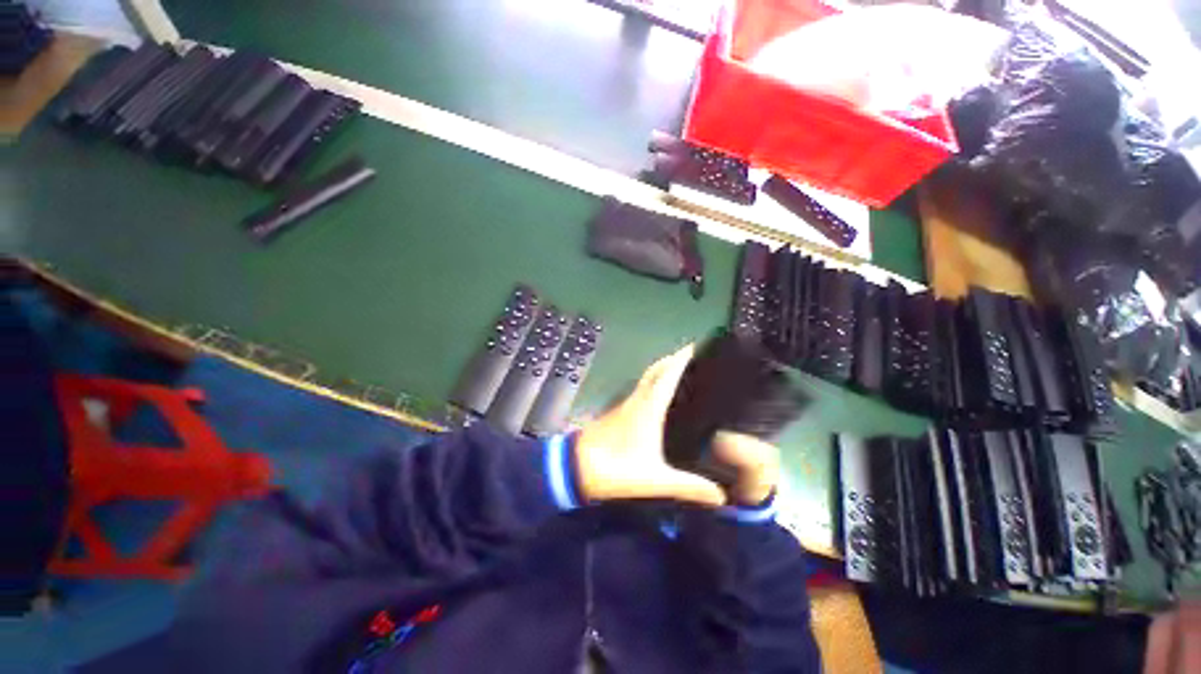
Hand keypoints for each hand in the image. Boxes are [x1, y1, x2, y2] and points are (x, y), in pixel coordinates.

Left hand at [574, 346, 781, 507]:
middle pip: (657, 370)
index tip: (698, 346)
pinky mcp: (620, 412)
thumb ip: (688, 487)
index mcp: (648, 408)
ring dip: (664, 370)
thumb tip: (722, 496)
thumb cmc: (614, 469)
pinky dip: (654, 384)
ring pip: (648, 378)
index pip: (667, 375)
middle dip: (674, 359)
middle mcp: (638, 400)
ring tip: (685, 373)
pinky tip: (663, 398)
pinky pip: (642, 390)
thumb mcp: (654, 481)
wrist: (574, 468)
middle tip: (696, 357)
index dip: (681, 358)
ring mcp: (627, 405)